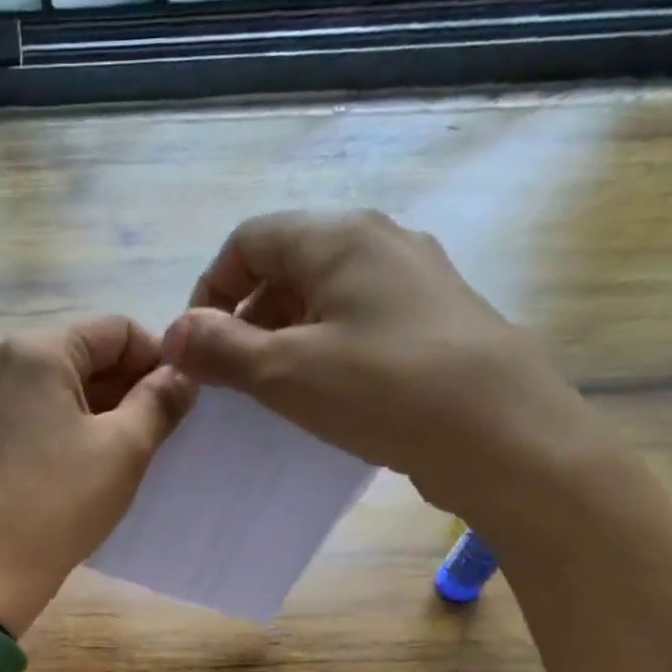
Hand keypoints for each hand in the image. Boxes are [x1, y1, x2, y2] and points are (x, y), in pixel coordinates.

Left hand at [0, 317, 194, 634]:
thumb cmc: (61, 502)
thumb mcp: (125, 448)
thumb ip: (160, 400)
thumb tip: (183, 374)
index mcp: (35, 351)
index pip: (114, 330)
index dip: (157, 358)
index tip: (181, 398)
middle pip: (82, 355)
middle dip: (127, 385)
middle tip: (161, 428)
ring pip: (57, 388)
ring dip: (100, 409)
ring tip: (130, 449)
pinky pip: (33, 415)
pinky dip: (67, 428)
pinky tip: (88, 463)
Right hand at [162, 210, 613, 524]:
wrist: (501, 434)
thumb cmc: (383, 391)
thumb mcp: (285, 372)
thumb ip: (220, 349)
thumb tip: (171, 335)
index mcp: (338, 237)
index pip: (248, 240)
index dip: (209, 289)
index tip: (197, 347)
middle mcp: (379, 241)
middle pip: (285, 264)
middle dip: (243, 317)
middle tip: (230, 377)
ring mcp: (413, 278)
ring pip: (322, 295)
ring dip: (281, 336)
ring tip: (272, 391)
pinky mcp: (433, 318)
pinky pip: (356, 320)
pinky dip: (322, 348)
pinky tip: (323, 394)